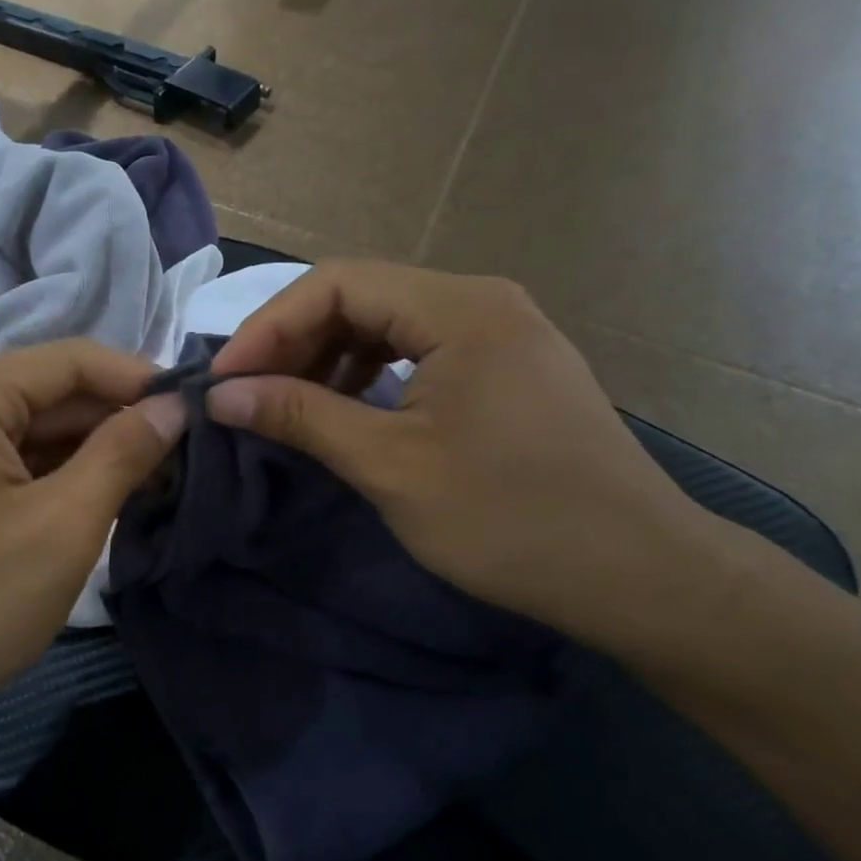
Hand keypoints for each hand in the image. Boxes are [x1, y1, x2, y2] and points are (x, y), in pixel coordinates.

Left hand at [0, 340, 184, 731]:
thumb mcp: (61, 529)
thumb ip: (123, 454)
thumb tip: (172, 407)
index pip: (73, 361)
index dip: (141, 381)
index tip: (196, 413)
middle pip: (48, 391)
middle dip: (114, 422)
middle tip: (181, 460)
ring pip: (25, 425)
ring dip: (84, 451)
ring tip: (145, 484)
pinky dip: (45, 472)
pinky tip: (87, 499)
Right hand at [206, 260, 719, 642]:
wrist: (640, 576)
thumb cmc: (509, 519)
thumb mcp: (390, 466)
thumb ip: (300, 416)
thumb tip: (220, 394)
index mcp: (459, 308)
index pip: (335, 284)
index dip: (267, 327)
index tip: (223, 379)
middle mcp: (481, 300)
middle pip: (360, 295)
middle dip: (294, 341)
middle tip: (247, 394)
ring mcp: (500, 331)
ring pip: (387, 322)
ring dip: (328, 356)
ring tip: (288, 403)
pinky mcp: (508, 365)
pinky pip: (419, 348)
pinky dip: (369, 373)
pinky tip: (347, 409)